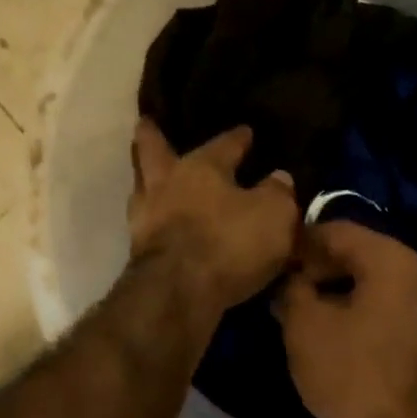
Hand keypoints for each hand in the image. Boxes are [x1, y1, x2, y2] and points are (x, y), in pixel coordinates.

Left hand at [128, 120, 298, 317]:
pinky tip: (161, 226)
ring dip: (147, 182)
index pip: (224, 143)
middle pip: (152, 150)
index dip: (238, 138)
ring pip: (141, 188)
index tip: (245, 132)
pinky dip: (152, 222)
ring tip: (154, 181)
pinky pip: (145, 226)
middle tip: (146, 124)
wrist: (177, 292)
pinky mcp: (138, 251)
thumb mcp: (274, 215)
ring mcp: (145, 217)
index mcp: (202, 166)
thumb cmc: (229, 242)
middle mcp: (167, 183)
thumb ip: (278, 193)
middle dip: (152, 136)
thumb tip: (278, 178)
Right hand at [274, 221, 416, 417]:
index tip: (270, 266)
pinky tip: (338, 343)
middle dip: (317, 271)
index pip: (335, 229)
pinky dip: (361, 316)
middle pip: (358, 255)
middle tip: (284, 297)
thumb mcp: (306, 330)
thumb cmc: (357, 376)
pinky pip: (389, 311)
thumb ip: (291, 292)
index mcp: (391, 259)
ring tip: (306, 322)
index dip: (297, 244)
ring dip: (337, 296)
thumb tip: (289, 281)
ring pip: (374, 285)